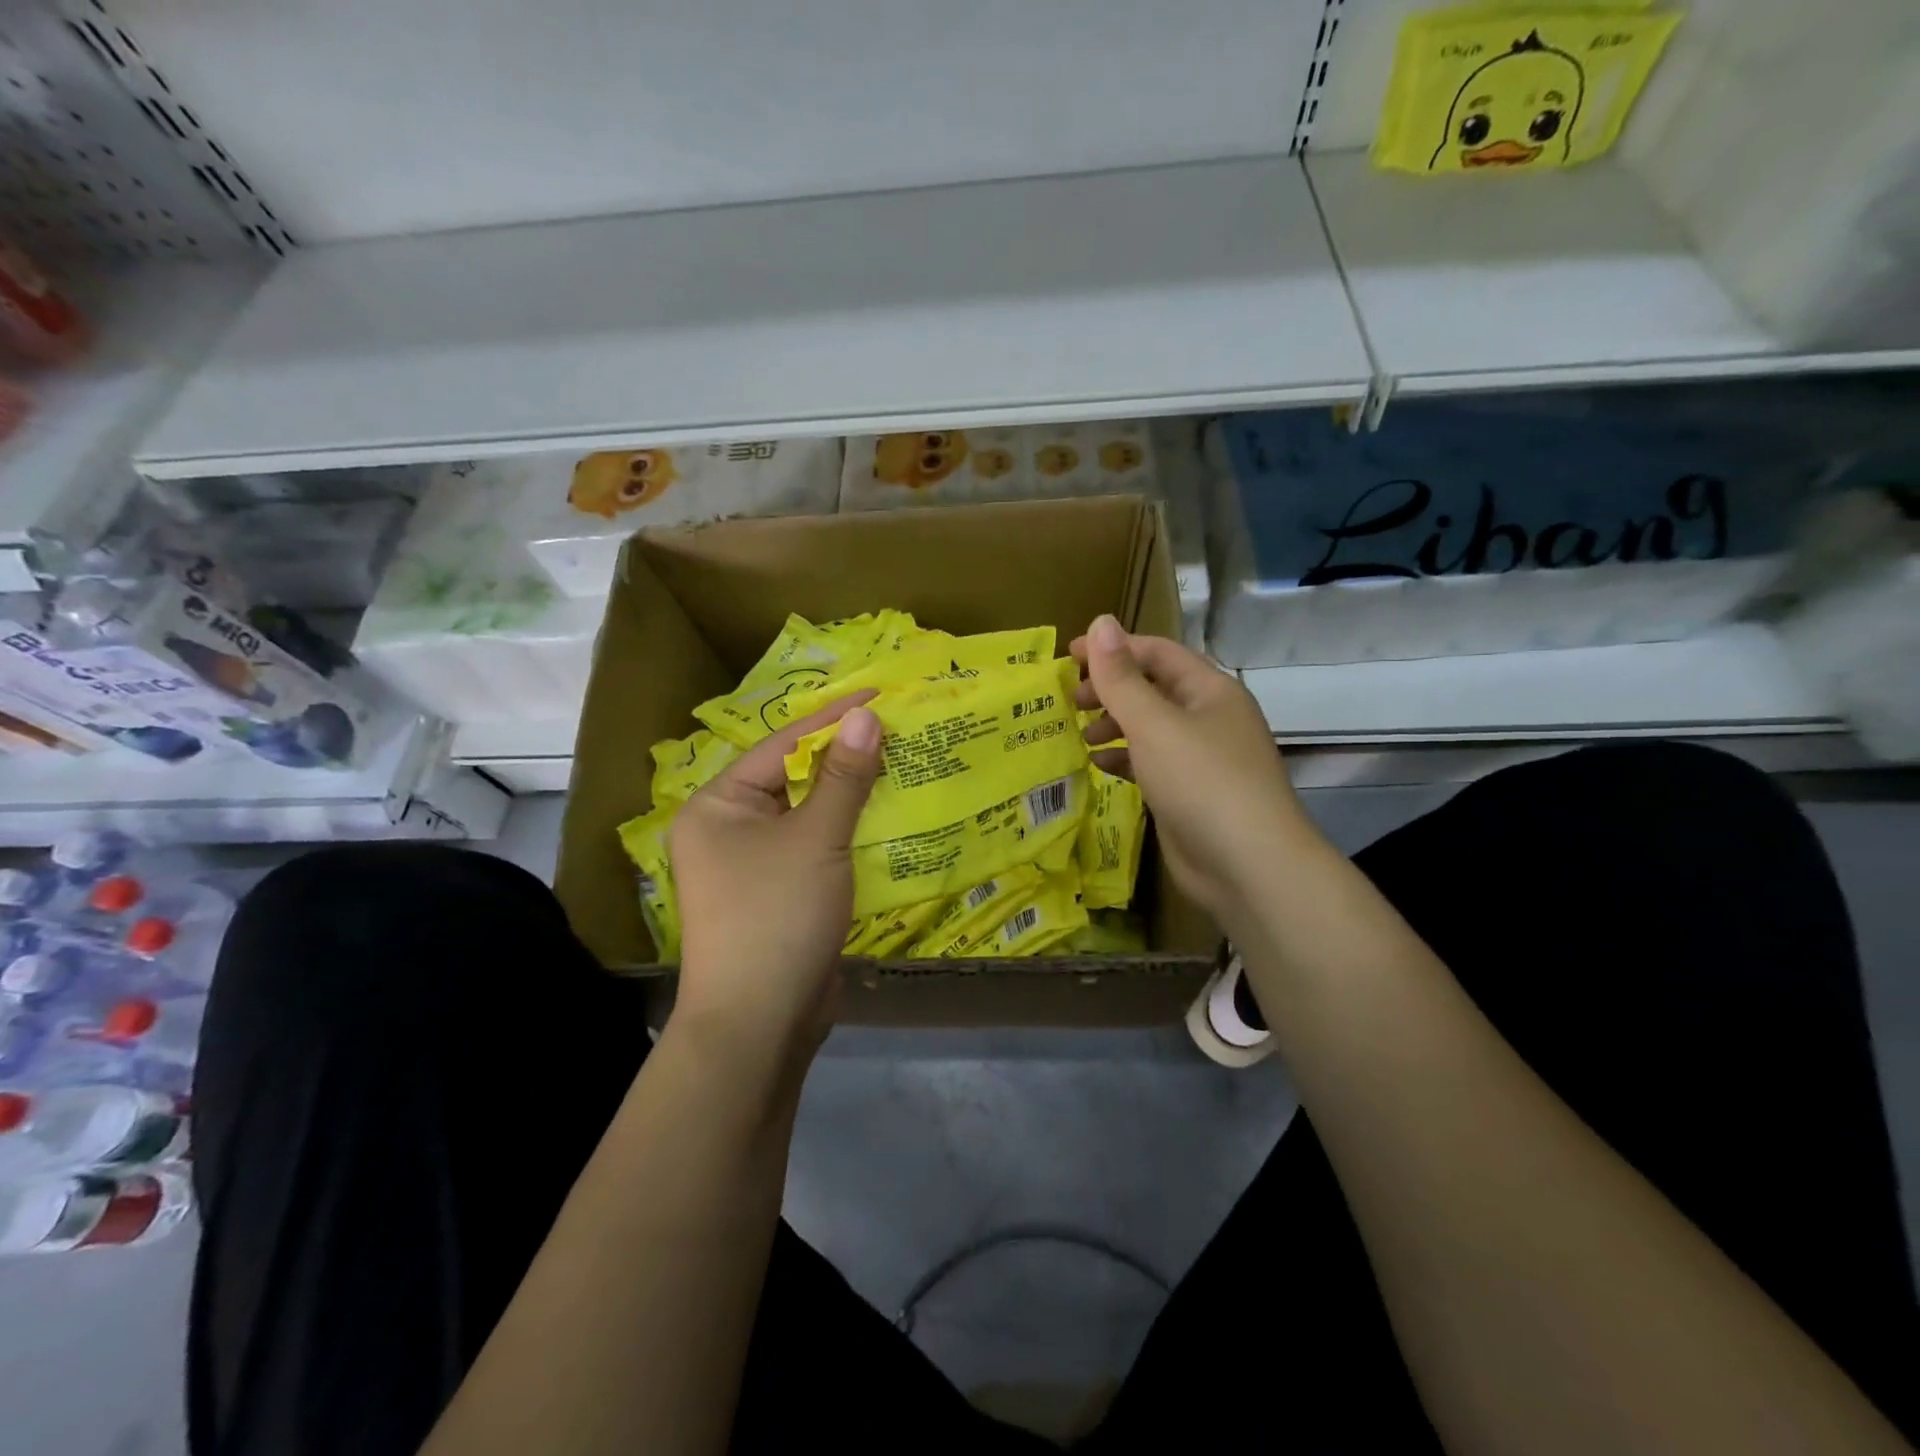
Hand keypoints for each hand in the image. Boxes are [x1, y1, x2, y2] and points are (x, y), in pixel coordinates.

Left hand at [669, 694, 880, 1057]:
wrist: (759, 1026)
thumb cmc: (776, 916)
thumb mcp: (815, 838)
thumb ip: (843, 776)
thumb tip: (866, 716)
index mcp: (719, 806)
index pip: (781, 746)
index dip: (831, 719)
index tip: (879, 695)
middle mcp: (730, 829)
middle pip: (794, 778)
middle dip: (845, 757)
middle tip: (897, 730)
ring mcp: (755, 866)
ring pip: (810, 815)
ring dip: (852, 796)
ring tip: (903, 764)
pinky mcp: (782, 895)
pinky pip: (818, 849)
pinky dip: (850, 833)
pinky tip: (890, 817)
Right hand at [1071, 615, 1304, 919]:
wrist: (1249, 867)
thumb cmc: (1202, 781)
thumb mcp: (1155, 724)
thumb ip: (1122, 677)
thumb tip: (1100, 622)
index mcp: (1210, 690)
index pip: (1157, 652)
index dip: (1113, 649)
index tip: (1068, 656)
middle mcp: (1208, 718)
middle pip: (1152, 689)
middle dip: (1110, 689)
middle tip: (1069, 700)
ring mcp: (1201, 758)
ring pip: (1150, 727)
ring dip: (1114, 725)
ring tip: (1080, 734)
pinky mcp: (1190, 793)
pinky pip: (1151, 762)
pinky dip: (1124, 758)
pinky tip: (1098, 765)